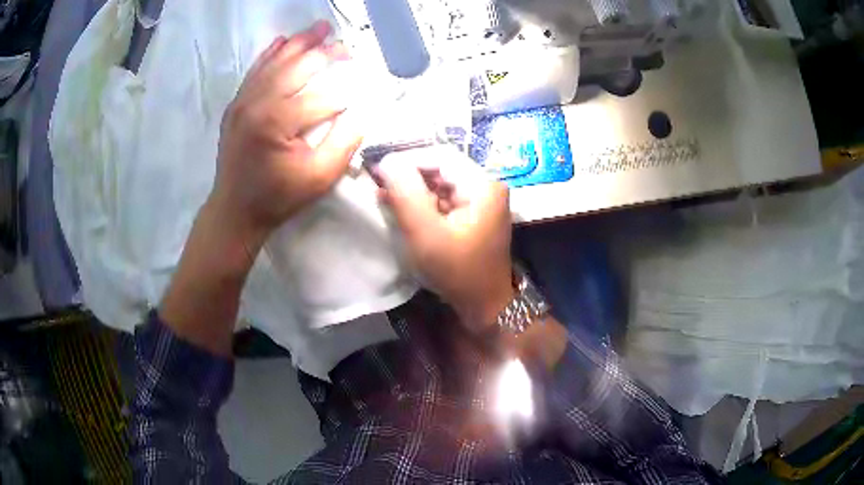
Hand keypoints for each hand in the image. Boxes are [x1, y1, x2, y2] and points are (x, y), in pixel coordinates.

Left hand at [159, 22, 361, 355]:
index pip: (323, 96)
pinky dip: (270, 53)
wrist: (234, 210)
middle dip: (327, 53)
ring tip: (321, 28)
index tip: (367, 84)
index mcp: (278, 122)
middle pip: (298, 66)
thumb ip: (344, 142)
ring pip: (276, 62)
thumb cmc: (278, 197)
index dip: (349, 90)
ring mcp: (242, 101)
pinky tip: (283, 40)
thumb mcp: (319, 178)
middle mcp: (257, 103)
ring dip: (300, 43)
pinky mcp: (235, 104)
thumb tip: (363, 111)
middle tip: (348, 47)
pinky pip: (255, 70)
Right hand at [377, 147, 513, 332]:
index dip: (407, 160)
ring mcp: (482, 199)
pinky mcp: (474, 212)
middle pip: (440, 167)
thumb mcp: (425, 233)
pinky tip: (402, 208)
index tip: (377, 171)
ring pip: (440, 181)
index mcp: (482, 185)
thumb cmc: (456, 271)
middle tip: (378, 185)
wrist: (484, 305)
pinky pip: (445, 197)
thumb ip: (405, 194)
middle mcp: (487, 185)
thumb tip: (386, 161)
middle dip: (408, 176)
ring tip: (385, 196)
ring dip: (413, 189)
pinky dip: (423, 201)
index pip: (439, 156)